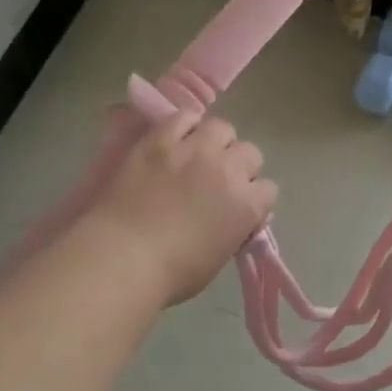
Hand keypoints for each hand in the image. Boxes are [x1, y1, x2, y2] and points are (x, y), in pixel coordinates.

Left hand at [87, 111, 277, 305]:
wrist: (123, 257)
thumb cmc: (172, 273)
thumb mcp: (219, 257)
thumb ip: (234, 230)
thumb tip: (236, 218)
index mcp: (248, 205)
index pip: (268, 189)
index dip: (254, 198)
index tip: (239, 207)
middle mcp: (228, 169)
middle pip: (250, 153)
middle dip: (239, 166)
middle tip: (218, 181)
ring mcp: (194, 150)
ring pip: (222, 128)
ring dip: (216, 141)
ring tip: (199, 154)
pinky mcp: (160, 139)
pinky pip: (184, 117)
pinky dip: (185, 127)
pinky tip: (176, 140)